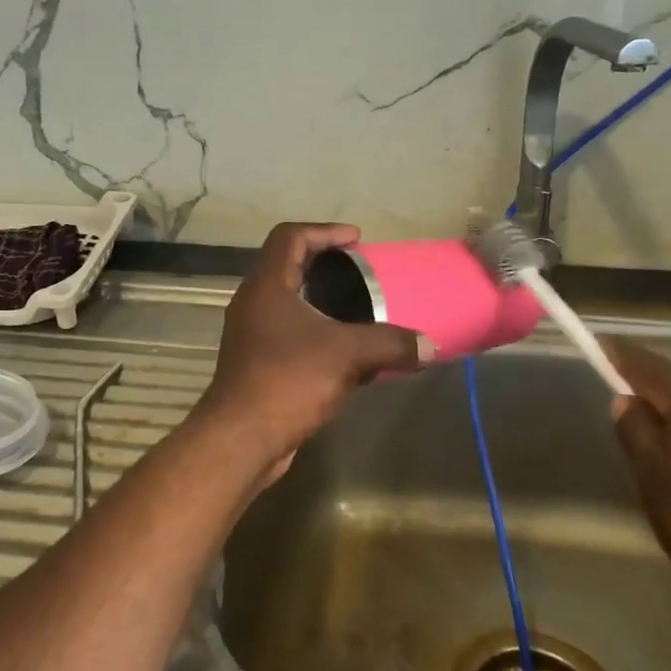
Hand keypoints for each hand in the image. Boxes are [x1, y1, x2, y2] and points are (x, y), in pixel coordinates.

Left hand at [196, 223, 430, 476]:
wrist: (241, 440)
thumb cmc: (288, 380)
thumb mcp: (347, 354)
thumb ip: (390, 344)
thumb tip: (430, 346)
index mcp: (267, 286)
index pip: (290, 237)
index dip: (325, 231)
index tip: (357, 240)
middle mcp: (254, 304)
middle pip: (289, 267)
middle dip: (326, 265)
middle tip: (361, 272)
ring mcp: (252, 336)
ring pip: (290, 305)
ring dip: (323, 303)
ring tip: (359, 310)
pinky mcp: (257, 365)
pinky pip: (291, 337)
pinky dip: (319, 335)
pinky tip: (347, 355)